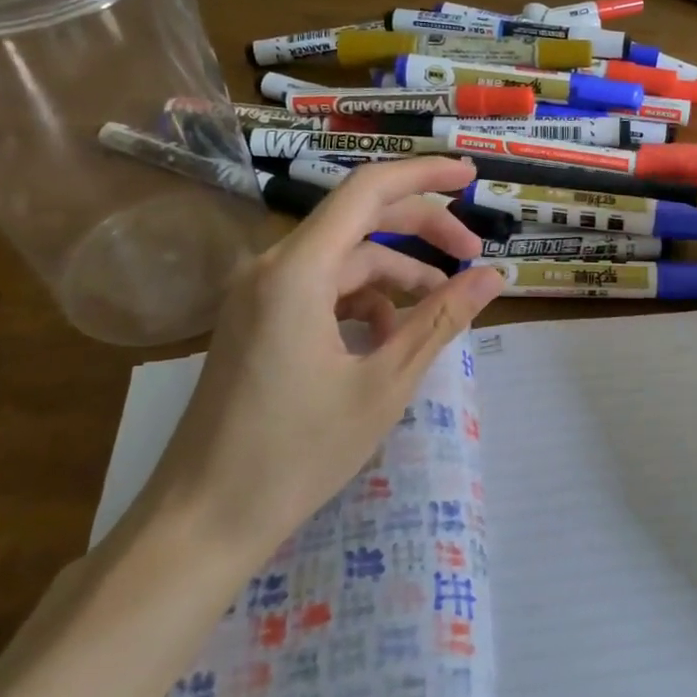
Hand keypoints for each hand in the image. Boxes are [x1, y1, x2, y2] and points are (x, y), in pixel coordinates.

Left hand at [146, 158, 503, 560]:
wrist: (203, 521)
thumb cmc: (297, 454)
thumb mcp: (384, 383)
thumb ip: (441, 320)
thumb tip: (493, 277)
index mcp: (297, 271)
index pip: (367, 191)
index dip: (424, 175)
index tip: (471, 176)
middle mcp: (270, 268)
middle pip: (359, 223)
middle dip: (421, 233)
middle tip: (473, 260)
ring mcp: (257, 295)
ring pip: (342, 262)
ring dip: (395, 278)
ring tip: (435, 317)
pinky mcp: (255, 322)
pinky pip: (320, 291)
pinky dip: (361, 304)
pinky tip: (386, 342)